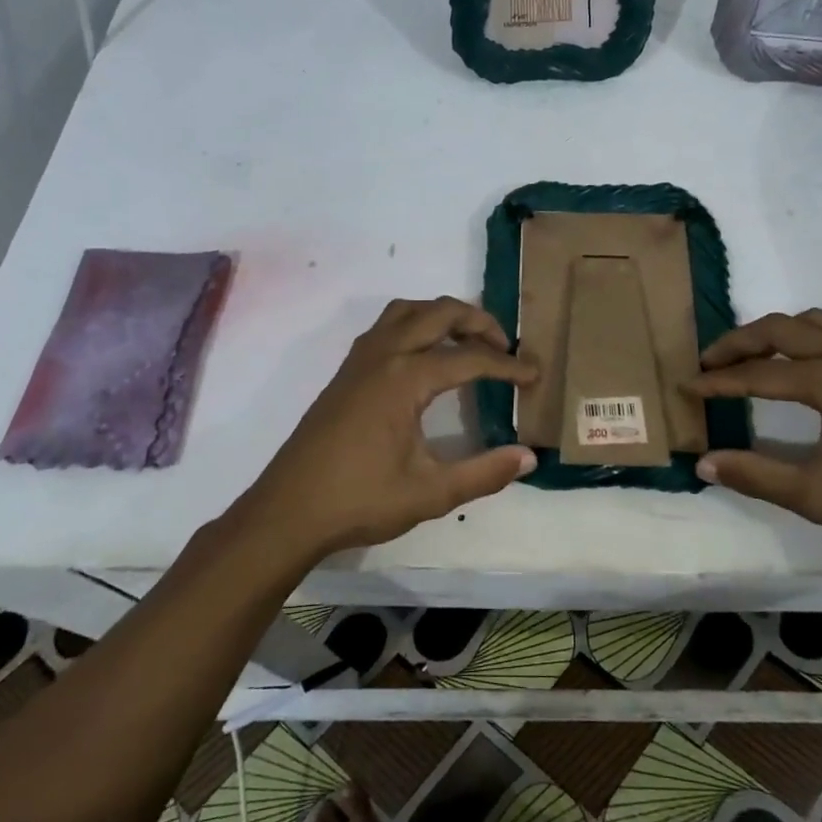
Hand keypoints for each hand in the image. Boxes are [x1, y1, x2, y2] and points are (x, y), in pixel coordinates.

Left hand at [235, 297, 537, 561]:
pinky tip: (423, 358)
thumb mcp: (431, 493)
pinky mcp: (346, 371)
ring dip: (442, 315)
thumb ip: (484, 473)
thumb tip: (530, 456)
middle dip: (478, 321)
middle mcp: (383, 355)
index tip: (533, 375)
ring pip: (407, 311)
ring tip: (467, 342)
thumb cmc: (360, 500)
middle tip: (504, 347)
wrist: (288, 510)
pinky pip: (386, 325)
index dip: (506, 366)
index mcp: (405, 378)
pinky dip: (415, 324)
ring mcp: (360, 359)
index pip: (468, 358)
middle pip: (438, 313)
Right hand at [689, 310, 821, 572]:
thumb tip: (703, 463)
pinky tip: (798, 370)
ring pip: (813, 325)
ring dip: (774, 335)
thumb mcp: (817, 496)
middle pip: (782, 329)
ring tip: (747, 360)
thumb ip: (756, 474)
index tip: (685, 386)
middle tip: (707, 363)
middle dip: (739, 342)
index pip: (760, 373)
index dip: (719, 381)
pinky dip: (804, 341)